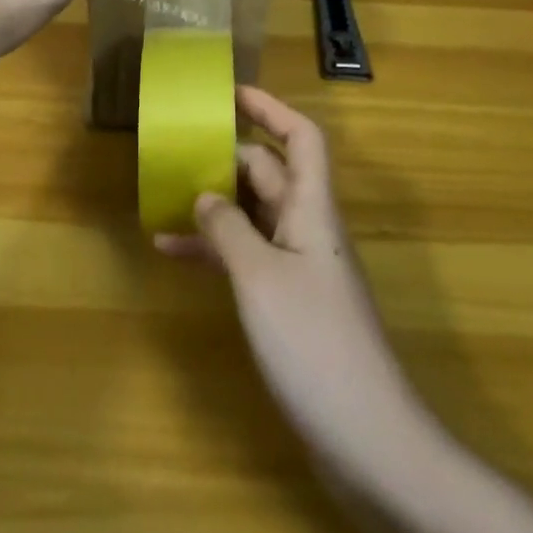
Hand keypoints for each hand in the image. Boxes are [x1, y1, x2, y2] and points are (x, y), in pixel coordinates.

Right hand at [156, 86, 423, 468]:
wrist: (368, 440)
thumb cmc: (314, 343)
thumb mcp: (260, 279)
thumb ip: (229, 230)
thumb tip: (205, 195)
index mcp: (311, 208)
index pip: (301, 137)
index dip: (271, 108)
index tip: (231, 92)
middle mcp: (308, 227)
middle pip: (270, 172)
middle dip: (228, 155)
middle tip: (179, 149)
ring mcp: (299, 267)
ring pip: (254, 215)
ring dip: (214, 205)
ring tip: (164, 197)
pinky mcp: (290, 303)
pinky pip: (248, 258)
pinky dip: (216, 252)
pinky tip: (174, 256)